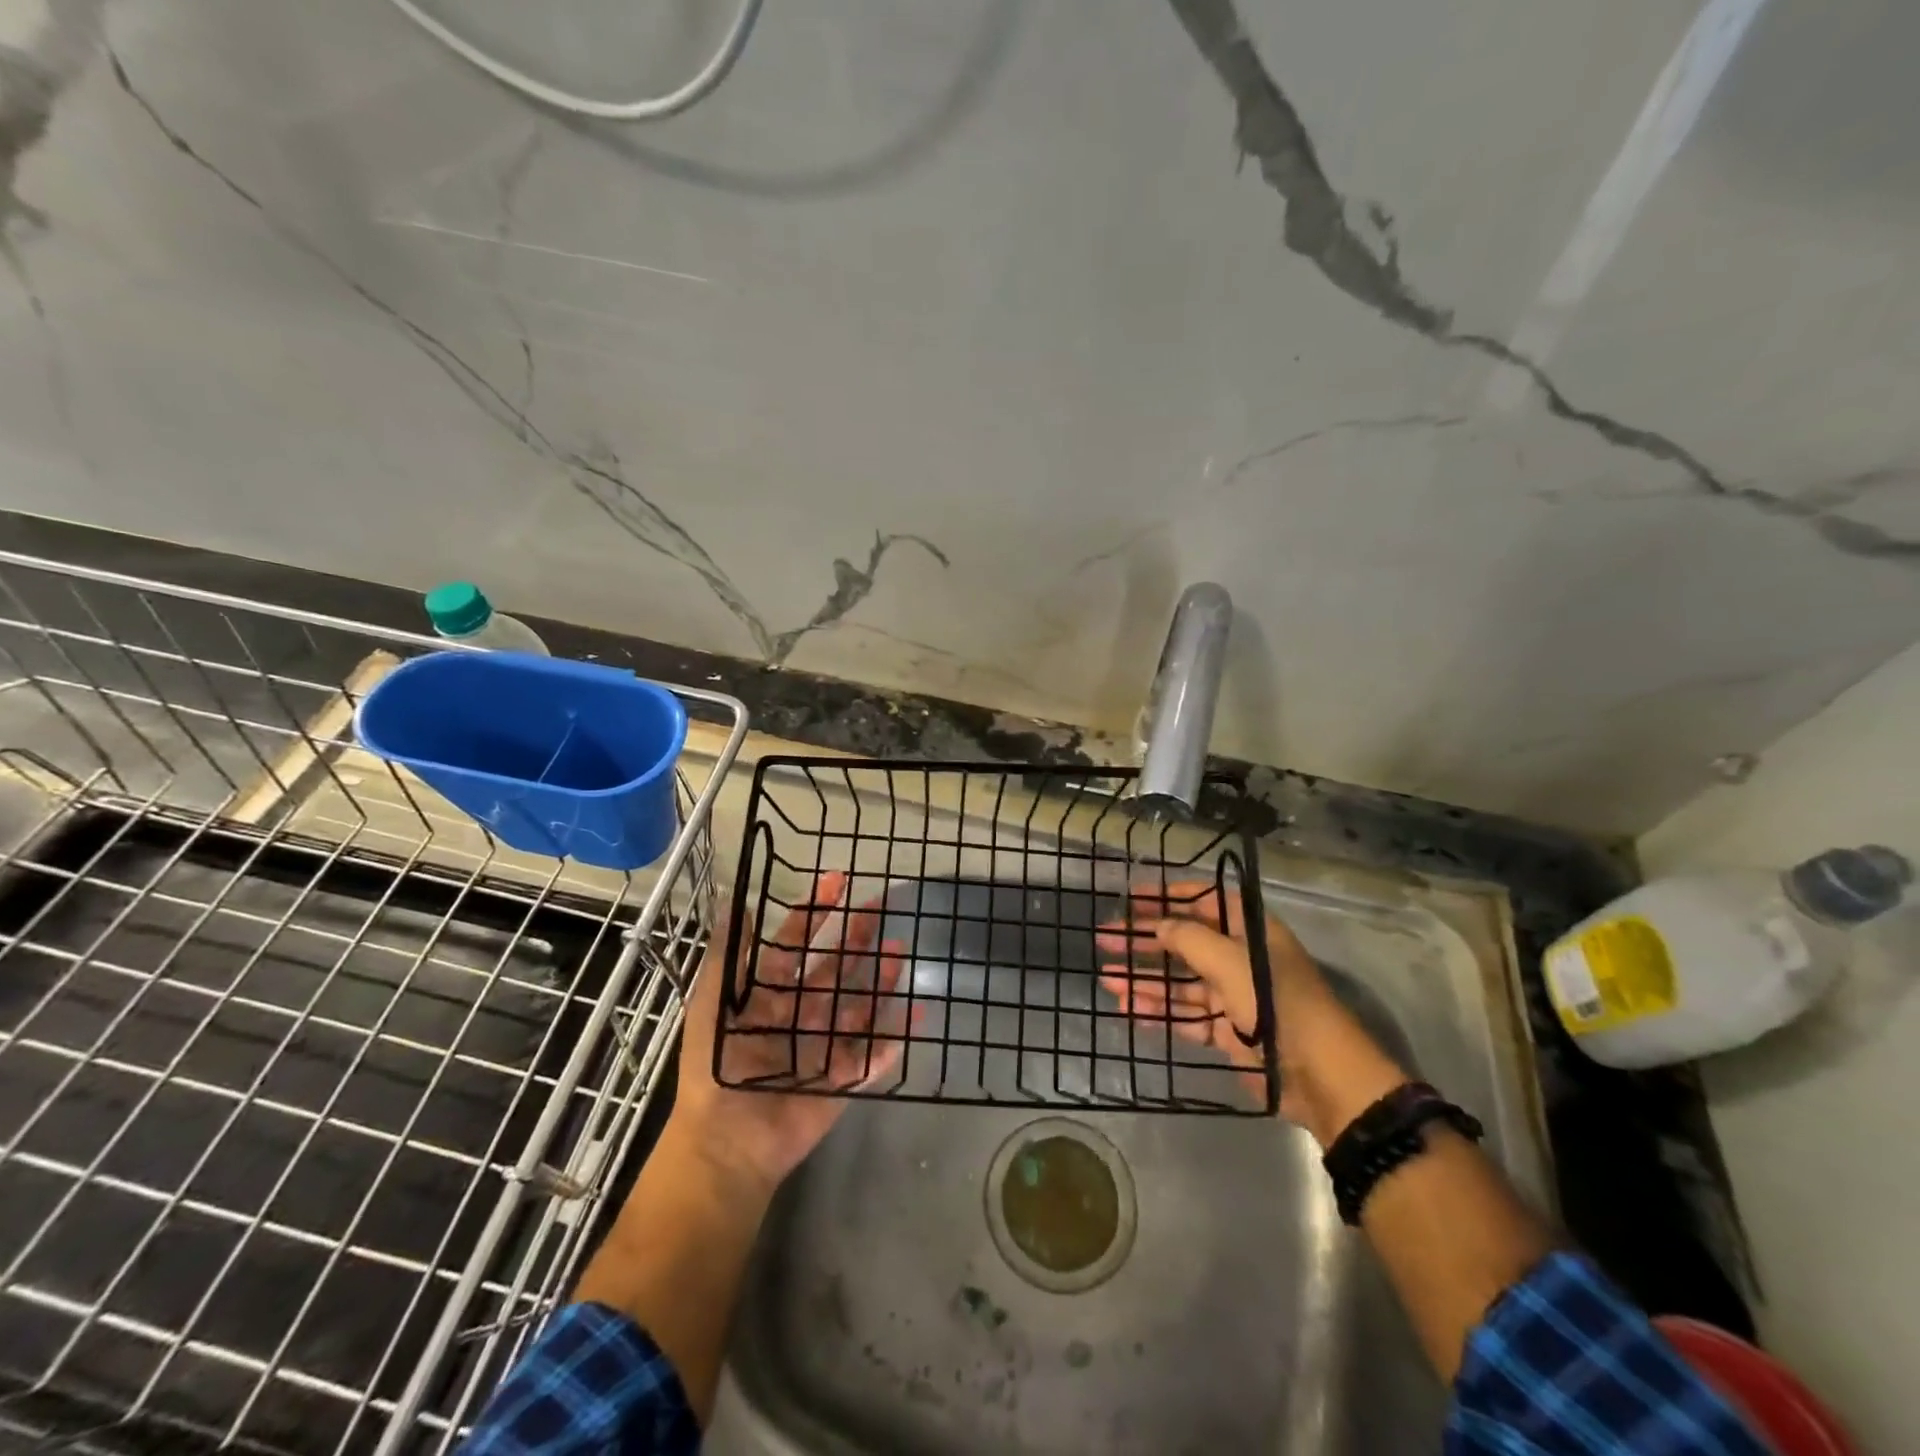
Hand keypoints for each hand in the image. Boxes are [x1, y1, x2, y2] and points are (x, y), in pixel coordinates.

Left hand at [671, 871, 907, 1191]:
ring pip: (859, 1003)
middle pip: (834, 967)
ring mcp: (824, 1046)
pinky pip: (875, 1053)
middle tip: (880, 907)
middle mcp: (800, 1014)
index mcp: (769, 996)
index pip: (796, 944)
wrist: (728, 1141)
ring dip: (879, 977)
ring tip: (899, 949)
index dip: (815, 911)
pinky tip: (918, 1013)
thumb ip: (729, 955)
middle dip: (856, 937)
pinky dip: (896, 1035)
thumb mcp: (712, 1003)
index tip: (838, 881)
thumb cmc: (716, 1067)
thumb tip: (742, 902)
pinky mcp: (843, 1078)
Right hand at [1097, 881, 1404, 1141]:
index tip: (1130, 898)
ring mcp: (1234, 996)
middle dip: (1145, 941)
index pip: (1203, 901)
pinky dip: (1159, 1012)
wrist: (1321, 1075)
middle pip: (1185, 942)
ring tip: (1107, 978)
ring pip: (1180, 981)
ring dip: (1145, 979)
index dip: (1166, 897)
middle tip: (1104, 938)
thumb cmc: (1278, 1003)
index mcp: (1249, 930)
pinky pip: (1186, 1015)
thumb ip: (1188, 939)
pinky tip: (1128, 1009)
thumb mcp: (1230, 961)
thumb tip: (1158, 926)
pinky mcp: (1228, 1031)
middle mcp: (1240, 957)